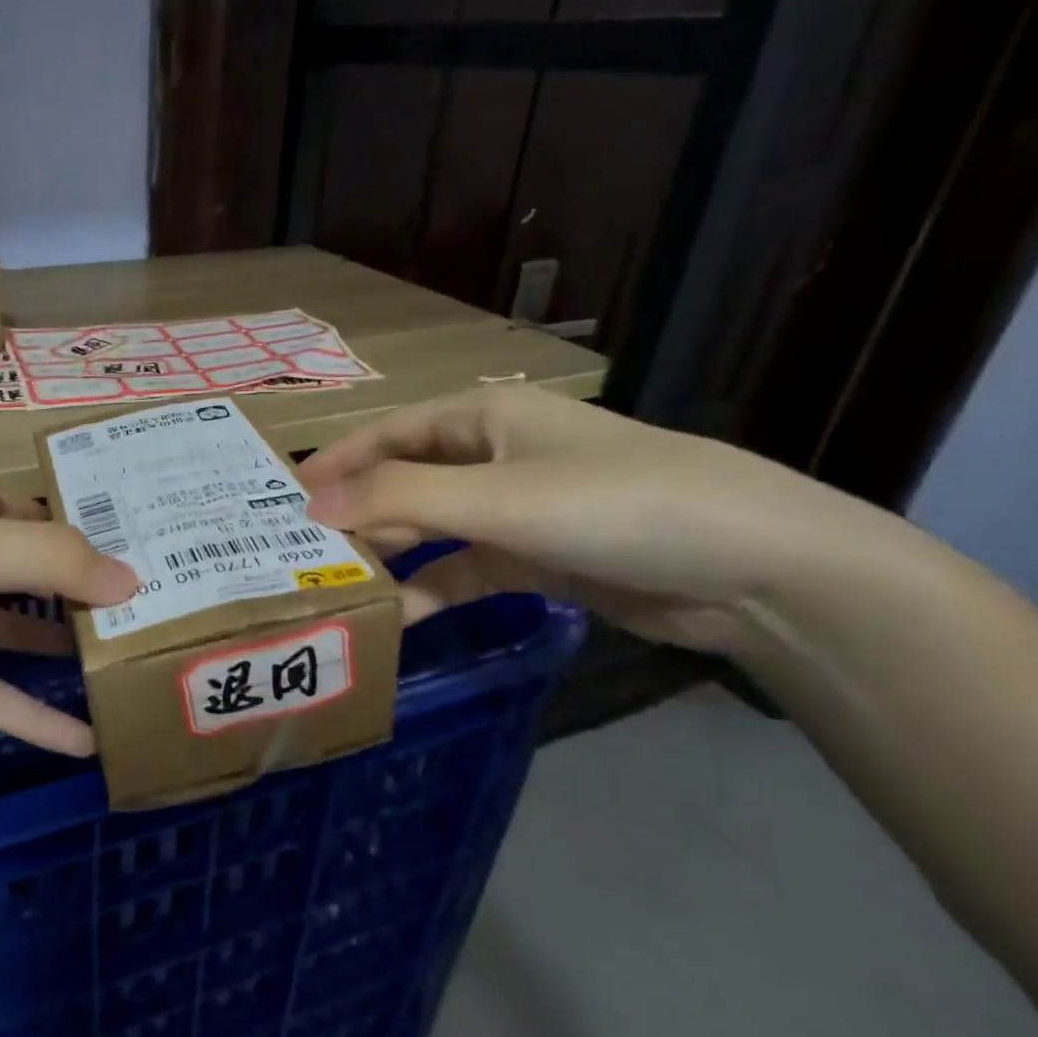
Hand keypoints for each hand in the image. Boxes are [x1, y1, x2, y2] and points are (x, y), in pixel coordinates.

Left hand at [0, 454, 136, 760]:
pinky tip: (78, 743)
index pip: (28, 508)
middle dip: (79, 595)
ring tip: (125, 673)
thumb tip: (135, 581)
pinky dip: (20, 714)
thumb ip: (49, 560)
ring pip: (0, 632)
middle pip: (19, 569)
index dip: (86, 534)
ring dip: (54, 654)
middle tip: (153, 620)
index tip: (150, 562)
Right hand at [299, 386, 906, 652]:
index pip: (388, 434)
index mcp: (483, 419)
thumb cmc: (612, 504)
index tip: (284, 498)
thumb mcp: (494, 497)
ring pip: (433, 530)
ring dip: (391, 556)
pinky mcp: (539, 559)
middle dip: (357, 515)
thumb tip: (309, 505)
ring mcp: (518, 510)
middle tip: (301, 552)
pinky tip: (401, 617)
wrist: (753, 567)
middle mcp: (494, 457)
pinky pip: (467, 570)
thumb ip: (396, 500)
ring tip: (338, 588)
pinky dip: (434, 589)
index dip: (336, 463)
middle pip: (406, 482)